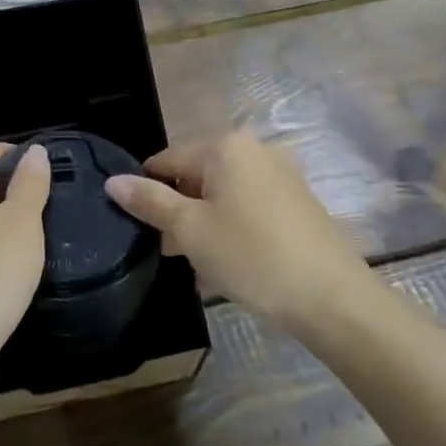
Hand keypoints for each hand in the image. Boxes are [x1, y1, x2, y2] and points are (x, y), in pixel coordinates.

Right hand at [104, 131, 372, 328]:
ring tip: (197, 265)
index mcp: (226, 147)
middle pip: (196, 176)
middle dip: (178, 212)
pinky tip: (229, 263)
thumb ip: (149, 202)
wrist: (332, 298)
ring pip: (223, 194)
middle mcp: (255, 150)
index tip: (139, 227)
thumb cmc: (251, 256)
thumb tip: (112, 180)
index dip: (147, 192)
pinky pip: (248, 207)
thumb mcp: (190, 230)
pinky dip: (231, 228)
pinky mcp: (297, 202)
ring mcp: (281, 175)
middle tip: (171, 253)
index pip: (167, 160)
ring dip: (203, 224)